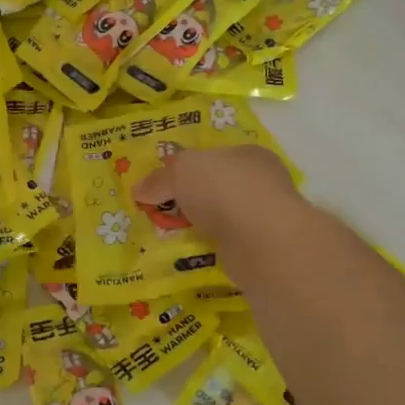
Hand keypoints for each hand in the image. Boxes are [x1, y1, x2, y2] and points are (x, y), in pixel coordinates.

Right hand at [133, 144, 302, 248]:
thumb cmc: (222, 189)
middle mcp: (261, 182)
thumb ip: (158, 179)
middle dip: (192, 198)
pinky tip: (193, 250)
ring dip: (201, 224)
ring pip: (223, 216)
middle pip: (217, 186)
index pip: (213, 156)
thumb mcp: (180, 172)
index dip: (187, 167)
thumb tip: (139, 190)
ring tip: (171, 234)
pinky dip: (211, 245)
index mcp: (247, 154)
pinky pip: (227, 242)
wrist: (260, 239)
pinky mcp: (262, 247)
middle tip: (163, 210)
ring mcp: (264, 216)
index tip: (163, 183)